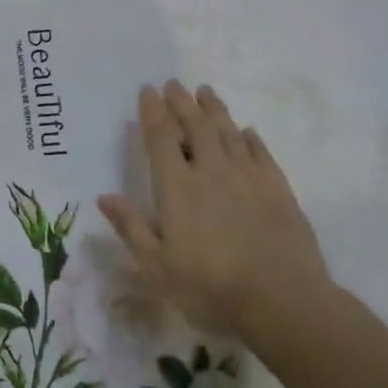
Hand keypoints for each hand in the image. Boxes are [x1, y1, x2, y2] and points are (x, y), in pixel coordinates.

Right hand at [97, 81, 333, 340]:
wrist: (283, 303)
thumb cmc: (211, 288)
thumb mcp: (158, 267)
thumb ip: (131, 228)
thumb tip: (103, 196)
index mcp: (178, 188)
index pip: (162, 138)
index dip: (153, 111)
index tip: (148, 90)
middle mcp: (212, 172)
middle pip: (196, 126)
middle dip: (182, 102)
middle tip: (174, 84)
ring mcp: (248, 178)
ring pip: (228, 132)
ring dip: (215, 109)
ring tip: (205, 91)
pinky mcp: (279, 190)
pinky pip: (261, 153)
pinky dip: (250, 138)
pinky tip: (247, 131)